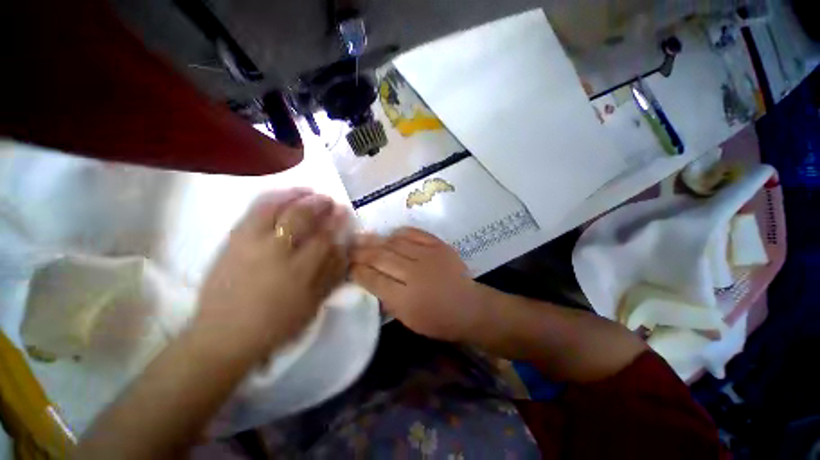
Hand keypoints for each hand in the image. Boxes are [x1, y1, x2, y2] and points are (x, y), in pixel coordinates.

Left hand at [194, 189, 348, 359]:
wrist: (224, 335)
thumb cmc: (276, 323)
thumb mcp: (313, 303)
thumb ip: (330, 273)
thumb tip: (342, 247)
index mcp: (298, 271)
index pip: (323, 236)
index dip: (336, 221)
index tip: (343, 211)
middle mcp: (274, 251)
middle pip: (300, 216)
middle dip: (318, 204)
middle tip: (329, 200)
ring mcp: (249, 243)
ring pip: (275, 207)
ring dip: (295, 195)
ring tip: (308, 191)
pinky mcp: (232, 241)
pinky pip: (253, 211)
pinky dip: (271, 198)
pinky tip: (282, 196)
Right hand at [351, 227, 482, 341]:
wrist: (469, 307)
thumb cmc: (437, 320)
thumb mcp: (407, 319)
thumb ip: (386, 298)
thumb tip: (368, 279)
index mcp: (406, 299)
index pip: (373, 279)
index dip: (357, 271)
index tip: (347, 265)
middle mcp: (415, 274)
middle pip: (381, 258)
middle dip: (361, 252)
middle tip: (348, 247)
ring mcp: (429, 256)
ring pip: (394, 243)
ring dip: (376, 240)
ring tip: (363, 238)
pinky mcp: (439, 245)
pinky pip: (414, 233)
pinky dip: (399, 233)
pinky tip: (390, 235)